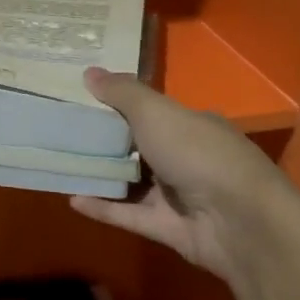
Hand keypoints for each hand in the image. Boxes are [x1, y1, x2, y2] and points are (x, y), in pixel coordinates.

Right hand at [70, 68, 299, 285]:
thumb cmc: (198, 154)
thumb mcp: (157, 113)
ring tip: (60, 164)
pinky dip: (103, 208)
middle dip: (104, 141)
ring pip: (132, 183)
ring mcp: (178, 195)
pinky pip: (129, 214)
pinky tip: (72, 200)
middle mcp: (186, 157)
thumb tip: (88, 71)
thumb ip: (122, 93)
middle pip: (139, 147)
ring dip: (101, 175)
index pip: (152, 111)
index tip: (82, 99)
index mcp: (191, 125)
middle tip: (61, 131)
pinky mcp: (168, 228)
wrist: (238, 220)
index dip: (118, 105)